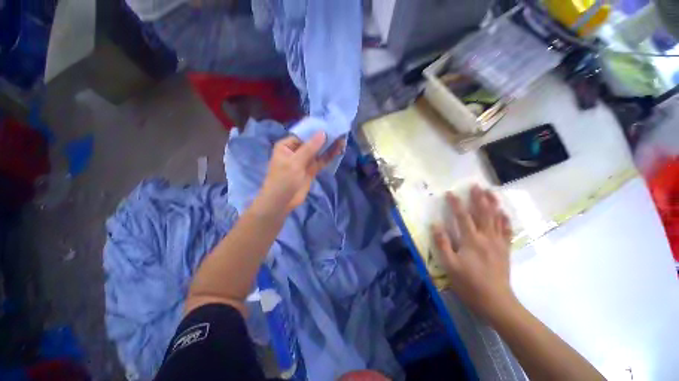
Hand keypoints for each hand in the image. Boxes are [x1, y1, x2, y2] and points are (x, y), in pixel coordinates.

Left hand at [257, 132, 344, 213]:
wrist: (282, 201)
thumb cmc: (283, 180)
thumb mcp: (295, 162)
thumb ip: (310, 148)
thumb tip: (323, 133)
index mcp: (287, 146)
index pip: (303, 134)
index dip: (316, 130)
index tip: (330, 124)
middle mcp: (296, 151)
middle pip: (312, 142)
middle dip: (325, 138)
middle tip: (339, 131)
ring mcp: (304, 161)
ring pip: (318, 152)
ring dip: (329, 147)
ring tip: (342, 140)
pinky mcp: (311, 170)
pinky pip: (321, 161)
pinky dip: (329, 156)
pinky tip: (338, 150)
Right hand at [432, 186, 514, 320]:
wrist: (495, 302)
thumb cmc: (469, 283)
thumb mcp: (449, 265)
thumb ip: (442, 243)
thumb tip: (435, 224)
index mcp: (471, 240)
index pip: (462, 216)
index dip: (455, 204)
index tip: (450, 192)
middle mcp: (486, 238)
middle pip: (483, 213)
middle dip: (479, 198)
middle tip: (476, 185)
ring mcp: (498, 243)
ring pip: (496, 219)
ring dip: (493, 204)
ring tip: (491, 192)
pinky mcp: (505, 250)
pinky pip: (506, 231)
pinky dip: (505, 220)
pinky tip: (504, 213)